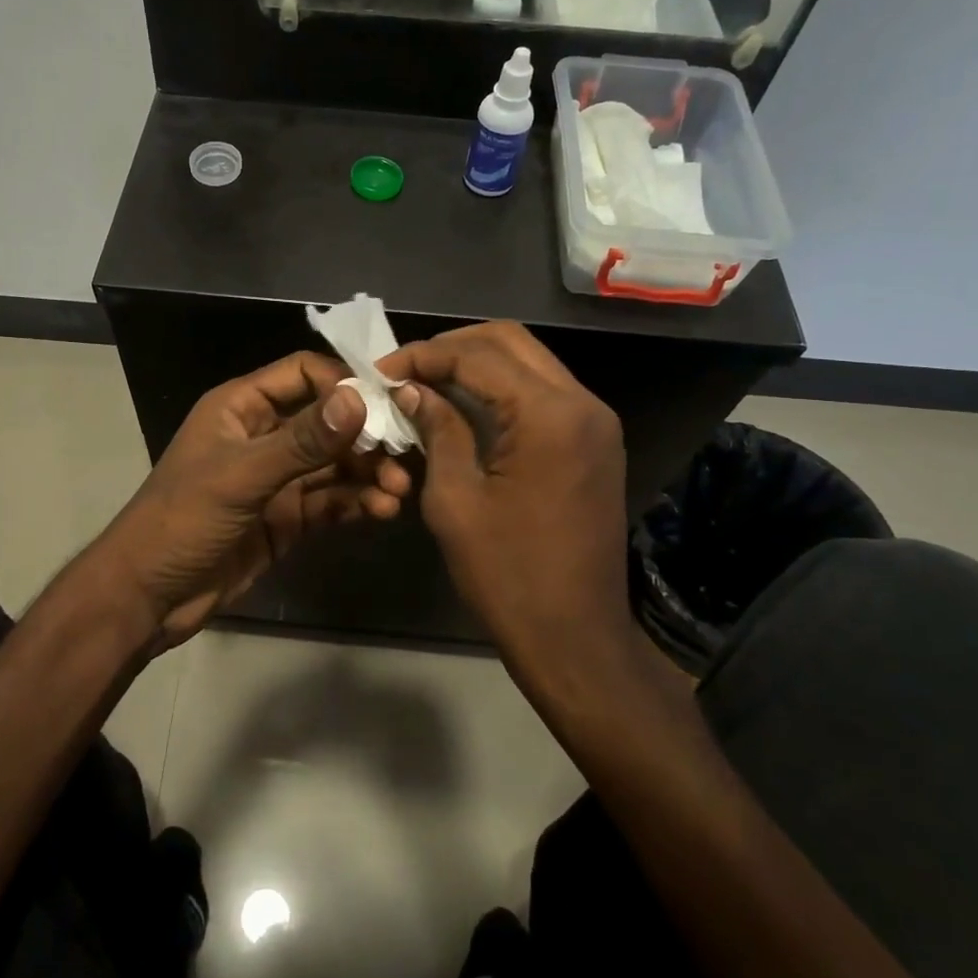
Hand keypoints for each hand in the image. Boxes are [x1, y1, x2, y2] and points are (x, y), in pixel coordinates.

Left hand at [90, 352, 412, 653]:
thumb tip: (358, 399)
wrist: (148, 597)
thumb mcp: (241, 476)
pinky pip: (330, 501)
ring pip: (334, 464)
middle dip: (366, 436)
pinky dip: (356, 503)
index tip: (387, 403)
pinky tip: (382, 511)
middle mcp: (263, 435)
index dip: (344, 383)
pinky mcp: (287, 518)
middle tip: (405, 456)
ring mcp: (276, 479)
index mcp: (241, 407)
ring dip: (368, 473)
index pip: (302, 374)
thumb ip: (302, 441)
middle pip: (327, 421)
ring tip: (398, 491)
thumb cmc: (183, 521)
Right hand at [377, 323, 629, 678]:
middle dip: (452, 347)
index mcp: (549, 415)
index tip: (382, 371)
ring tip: (428, 383)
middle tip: (406, 370)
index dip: (423, 356)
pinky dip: (502, 389)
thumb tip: (412, 390)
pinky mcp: (595, 443)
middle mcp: (582, 404)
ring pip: (530, 363)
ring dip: (478, 364)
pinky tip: (465, 407)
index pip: (478, 356)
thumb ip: (437, 430)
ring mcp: (596, 422)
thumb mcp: (455, 500)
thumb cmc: (507, 575)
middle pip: (510, 341)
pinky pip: (544, 393)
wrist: (575, 636)